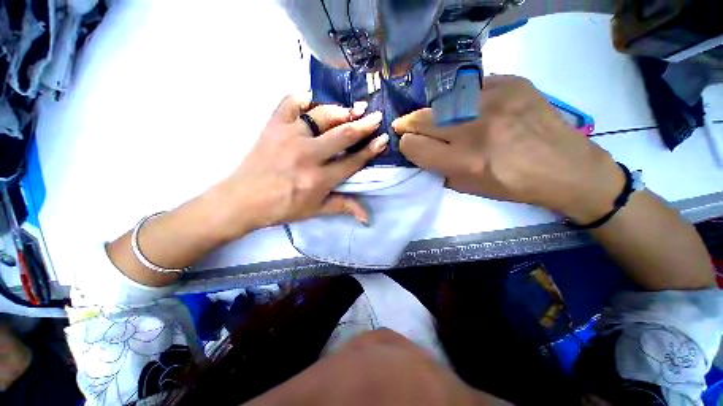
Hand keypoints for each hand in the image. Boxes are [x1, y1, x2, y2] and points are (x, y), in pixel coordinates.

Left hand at [213, 94, 387, 238]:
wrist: (243, 199)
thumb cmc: (283, 207)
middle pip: (342, 135)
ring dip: (341, 111)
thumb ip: (343, 207)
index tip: (383, 139)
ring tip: (355, 108)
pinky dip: (304, 97)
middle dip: (364, 125)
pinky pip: (291, 102)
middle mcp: (308, 155)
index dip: (370, 150)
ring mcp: (289, 136)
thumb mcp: (315, 210)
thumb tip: (367, 217)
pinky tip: (315, 100)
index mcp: (319, 179)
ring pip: (321, 116)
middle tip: (376, 117)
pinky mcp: (273, 126)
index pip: (352, 161)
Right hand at [393, 75, 623, 222]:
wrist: (566, 168)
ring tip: (439, 119)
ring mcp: (495, 100)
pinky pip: (471, 88)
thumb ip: (438, 168)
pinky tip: (471, 108)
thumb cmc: (512, 185)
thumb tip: (419, 150)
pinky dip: (463, 99)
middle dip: (408, 124)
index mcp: (463, 161)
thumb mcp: (467, 187)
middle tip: (405, 126)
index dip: (406, 146)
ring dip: (433, 112)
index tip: (409, 145)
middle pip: (422, 119)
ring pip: (441, 101)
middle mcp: (475, 129)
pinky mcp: (512, 83)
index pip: (413, 146)